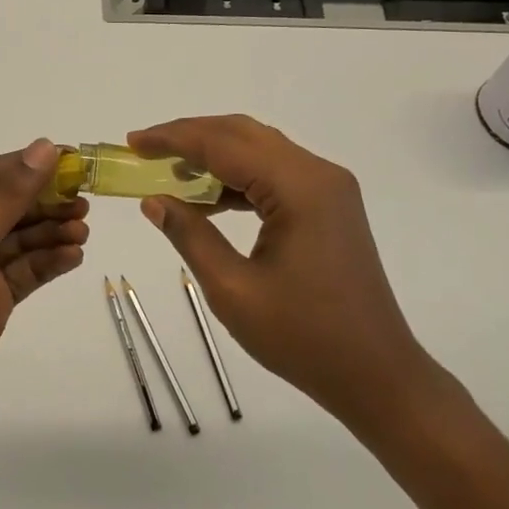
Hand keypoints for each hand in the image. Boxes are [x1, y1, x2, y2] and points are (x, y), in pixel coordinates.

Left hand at [0, 139, 88, 447]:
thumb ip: (8, 198)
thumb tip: (44, 148)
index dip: (27, 166)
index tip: (70, 159)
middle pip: (7, 208)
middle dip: (45, 203)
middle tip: (84, 202)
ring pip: (20, 241)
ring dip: (51, 233)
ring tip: (83, 231)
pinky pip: (25, 272)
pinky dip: (48, 262)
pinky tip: (74, 257)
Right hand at [129, 115, 443, 440]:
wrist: (376, 374)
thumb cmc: (303, 337)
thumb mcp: (233, 290)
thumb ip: (189, 235)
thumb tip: (152, 200)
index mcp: (299, 188)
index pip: (223, 144)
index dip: (173, 139)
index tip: (132, 142)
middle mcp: (318, 174)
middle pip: (243, 135)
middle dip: (190, 137)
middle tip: (145, 151)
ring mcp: (328, 189)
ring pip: (260, 150)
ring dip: (213, 155)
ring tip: (168, 174)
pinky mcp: (329, 206)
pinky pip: (275, 174)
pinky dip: (237, 178)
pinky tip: (207, 199)